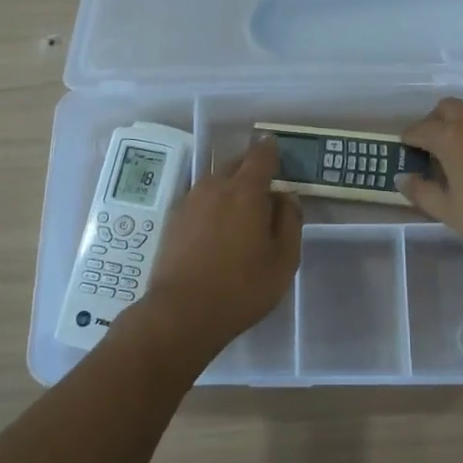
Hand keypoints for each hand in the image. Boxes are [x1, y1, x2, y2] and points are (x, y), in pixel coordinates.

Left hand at [132, 138, 300, 358]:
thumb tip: (287, 198)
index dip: (271, 149)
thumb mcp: (283, 261)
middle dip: (251, 170)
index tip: (276, 150)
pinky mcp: (173, 219)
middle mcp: (214, 186)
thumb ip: (290, 222)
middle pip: (236, 164)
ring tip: (240, 214)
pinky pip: (199, 200)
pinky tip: (217, 230)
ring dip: (230, 188)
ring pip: (215, 182)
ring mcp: (189, 201)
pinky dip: (212, 205)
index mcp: (245, 190)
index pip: (260, 155)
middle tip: (264, 191)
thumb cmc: (241, 288)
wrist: (181, 313)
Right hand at [399, 98, 462, 274]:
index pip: (420, 129)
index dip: (408, 141)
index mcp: (452, 136)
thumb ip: (421, 191)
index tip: (405, 155)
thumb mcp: (449, 212)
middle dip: (433, 124)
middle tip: (429, 152)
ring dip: (458, 127)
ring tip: (455, 160)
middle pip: (446, 109)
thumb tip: (403, 178)